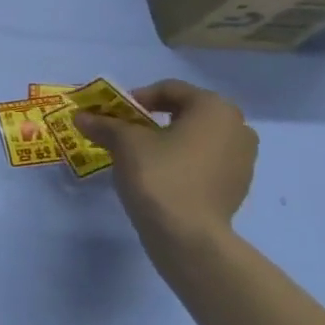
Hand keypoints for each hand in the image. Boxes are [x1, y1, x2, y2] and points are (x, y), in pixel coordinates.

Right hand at [75, 80, 257, 249]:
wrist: (188, 235)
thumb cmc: (159, 174)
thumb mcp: (124, 143)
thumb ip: (104, 125)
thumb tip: (81, 117)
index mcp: (214, 108)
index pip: (170, 89)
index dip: (136, 97)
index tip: (113, 114)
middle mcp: (237, 128)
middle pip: (187, 112)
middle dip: (153, 118)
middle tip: (125, 131)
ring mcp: (243, 159)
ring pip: (197, 138)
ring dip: (169, 140)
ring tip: (140, 155)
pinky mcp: (237, 186)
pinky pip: (205, 161)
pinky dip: (182, 161)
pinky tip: (159, 176)